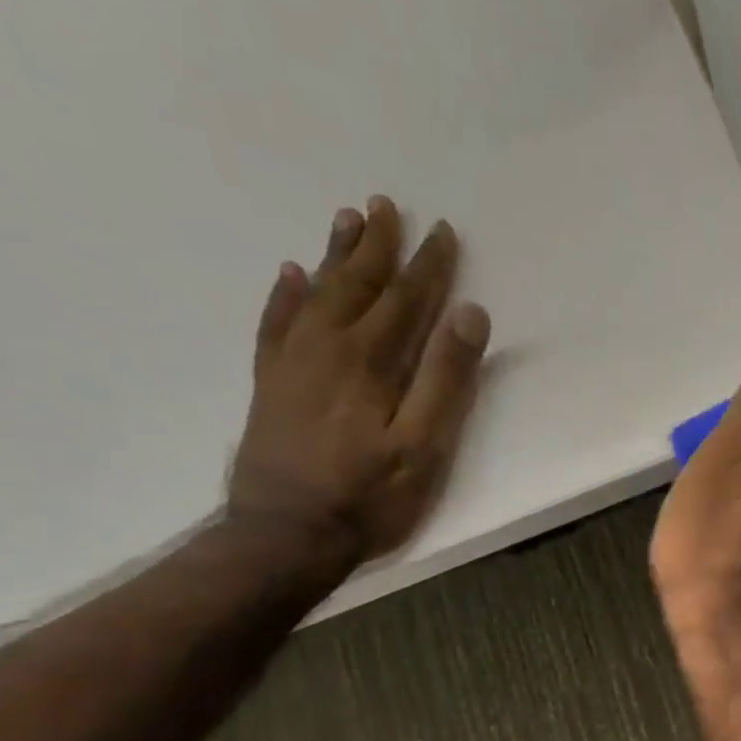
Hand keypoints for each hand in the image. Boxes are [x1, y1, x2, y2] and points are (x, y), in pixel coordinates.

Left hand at [228, 196, 491, 564]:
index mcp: (370, 361)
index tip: (443, 232)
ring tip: (346, 220)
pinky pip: (275, 323)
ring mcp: (292, 364)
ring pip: (316, 294)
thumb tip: (469, 315)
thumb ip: (446, 380)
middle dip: (377, 246)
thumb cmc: (367, 497)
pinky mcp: (270, 384)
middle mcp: (327, 348)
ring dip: (335, 257)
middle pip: (357, 285)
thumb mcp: (423, 446)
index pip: (406, 301)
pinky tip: (290, 276)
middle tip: (387, 205)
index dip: (428, 267)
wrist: (285, 534)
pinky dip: (285, 295)